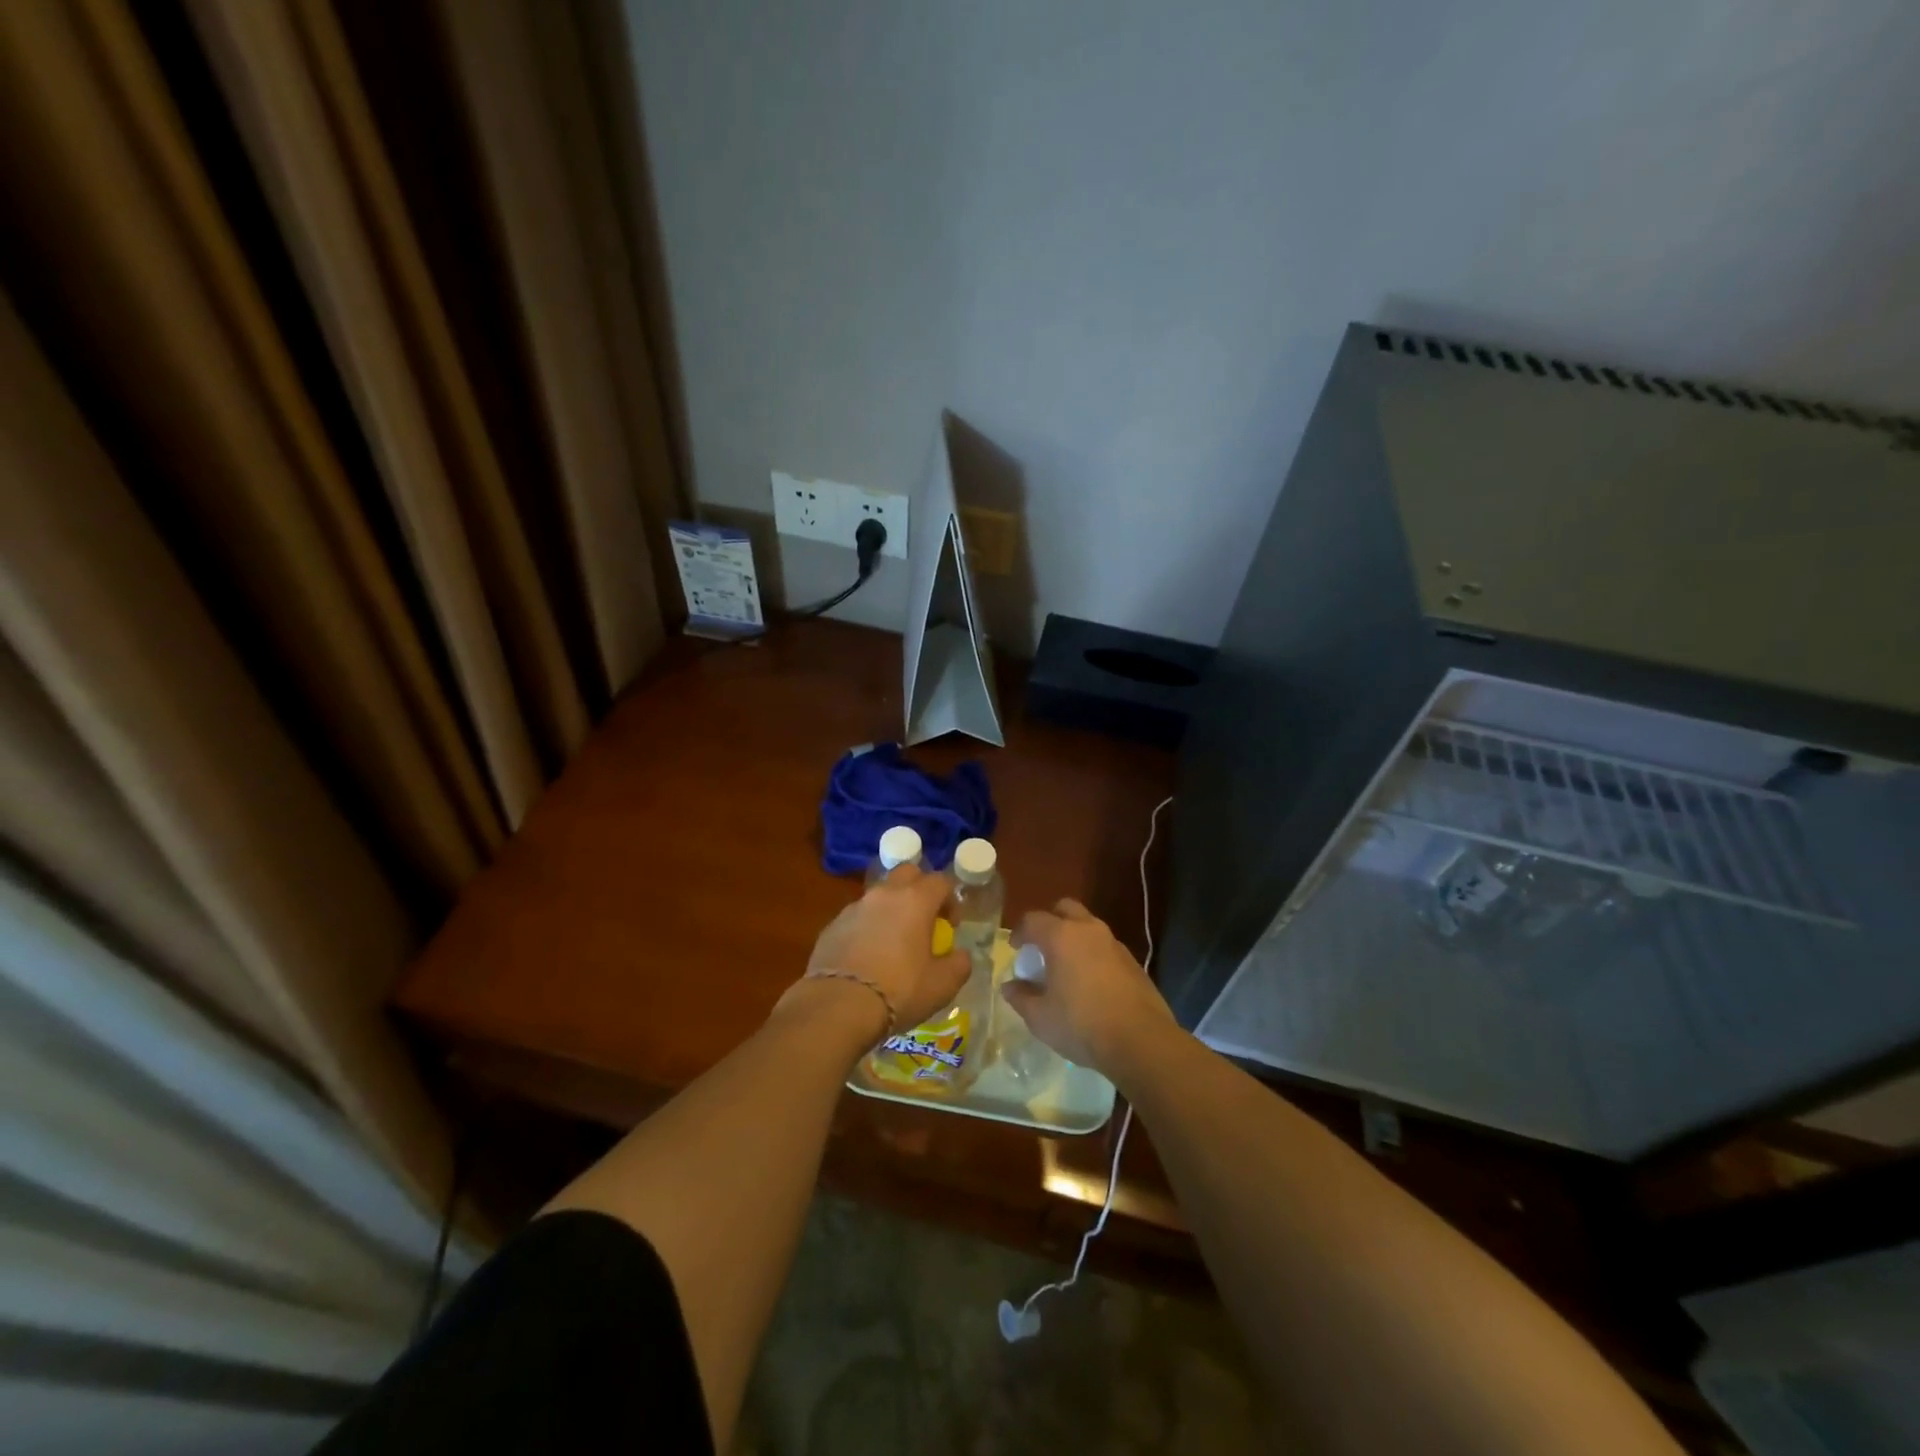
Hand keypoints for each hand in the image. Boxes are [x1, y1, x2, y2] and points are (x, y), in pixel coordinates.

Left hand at [778, 864, 969, 1049]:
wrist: (838, 1005)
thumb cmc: (899, 990)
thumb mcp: (943, 985)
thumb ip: (959, 964)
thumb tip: (960, 955)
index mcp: (915, 900)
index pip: (941, 881)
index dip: (951, 900)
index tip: (951, 926)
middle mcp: (884, 894)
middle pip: (907, 873)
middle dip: (919, 889)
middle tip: (923, 920)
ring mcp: (855, 907)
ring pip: (879, 895)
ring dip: (891, 909)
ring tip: (893, 943)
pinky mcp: (832, 925)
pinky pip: (857, 917)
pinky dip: (867, 928)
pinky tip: (867, 957)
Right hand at [1003, 898, 1177, 1075]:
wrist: (1141, 1041)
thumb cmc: (1081, 1025)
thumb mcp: (1040, 1017)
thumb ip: (1021, 997)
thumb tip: (1010, 986)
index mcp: (1061, 936)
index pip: (1033, 919)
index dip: (1019, 932)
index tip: (1015, 949)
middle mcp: (1088, 930)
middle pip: (1065, 908)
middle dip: (1050, 921)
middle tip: (1042, 947)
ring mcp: (1114, 943)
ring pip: (1088, 926)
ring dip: (1073, 937)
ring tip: (1065, 966)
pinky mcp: (1132, 961)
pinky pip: (1105, 946)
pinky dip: (1092, 954)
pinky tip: (1090, 982)